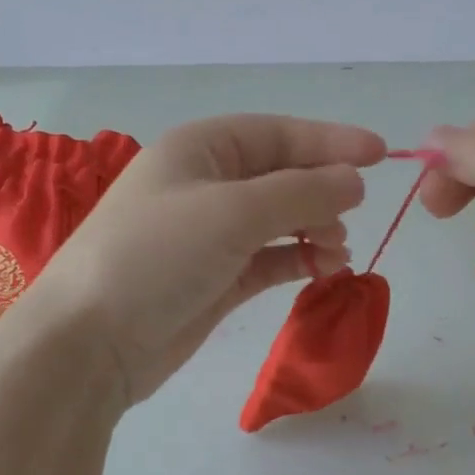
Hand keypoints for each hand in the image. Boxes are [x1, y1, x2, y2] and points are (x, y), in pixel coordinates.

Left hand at [20, 115, 385, 402]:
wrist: (91, 342)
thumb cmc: (157, 256)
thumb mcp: (233, 212)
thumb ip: (301, 192)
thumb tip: (354, 181)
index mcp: (200, 148)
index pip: (277, 133)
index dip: (330, 141)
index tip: (383, 155)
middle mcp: (205, 184)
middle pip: (281, 174)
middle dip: (322, 191)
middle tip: (351, 216)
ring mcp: (209, 234)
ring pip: (278, 219)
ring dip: (314, 229)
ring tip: (338, 251)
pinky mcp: (214, 278)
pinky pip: (268, 258)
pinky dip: (297, 259)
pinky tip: (324, 268)